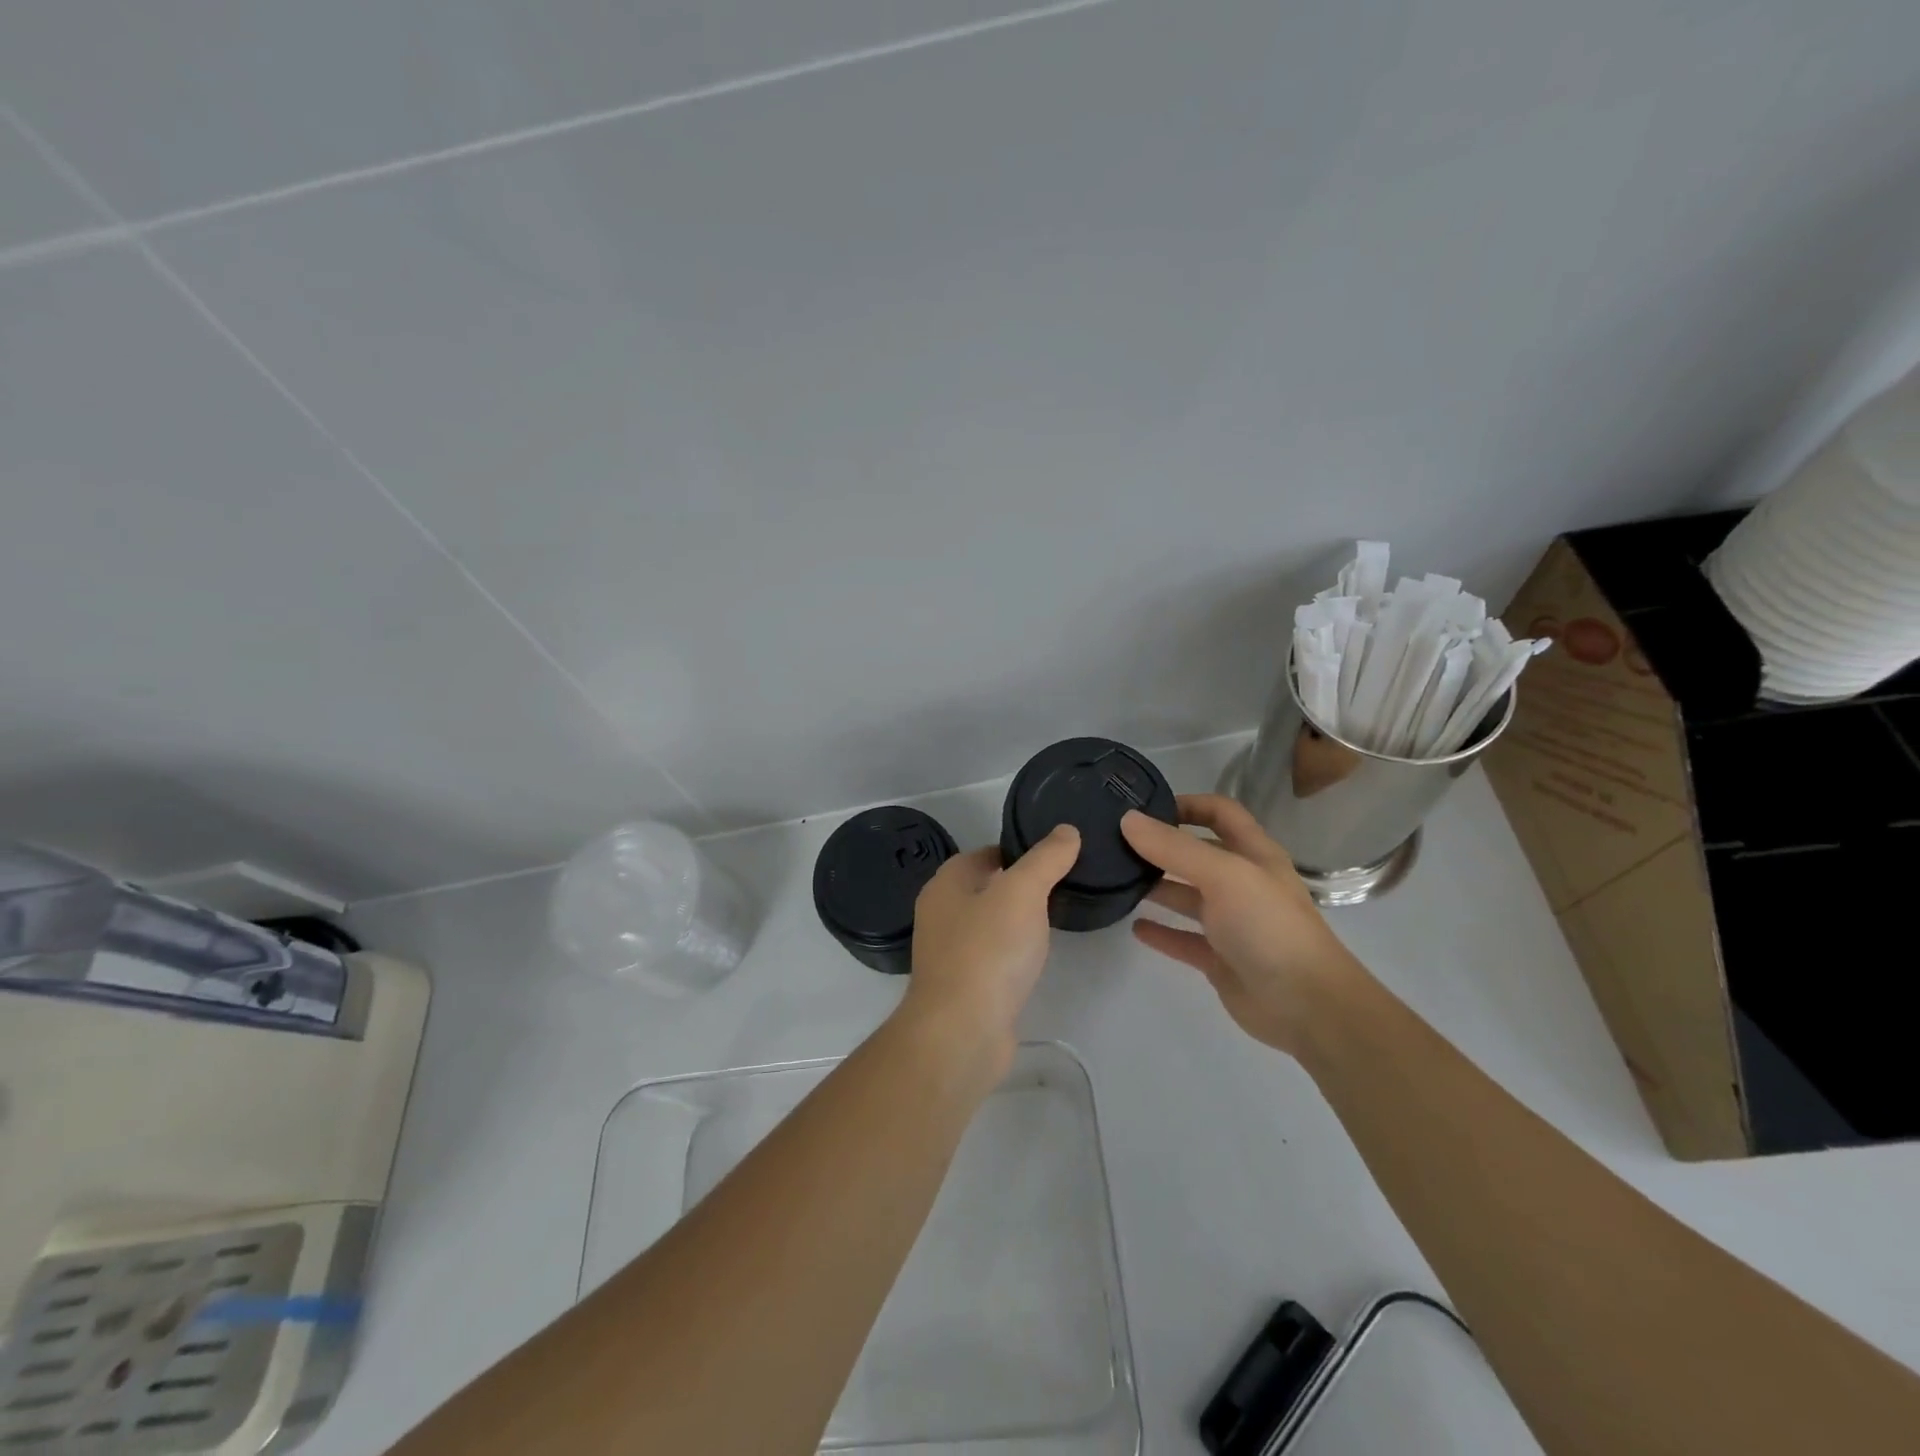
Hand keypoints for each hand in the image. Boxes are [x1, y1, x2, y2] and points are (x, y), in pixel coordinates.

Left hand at [898, 826, 1081, 1069]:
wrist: (962, 1032)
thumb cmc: (988, 951)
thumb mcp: (1023, 892)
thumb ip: (1046, 859)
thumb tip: (1066, 831)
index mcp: (946, 884)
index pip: (985, 853)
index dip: (1018, 850)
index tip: (1055, 856)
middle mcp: (941, 914)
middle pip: (986, 887)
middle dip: (1020, 885)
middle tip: (1063, 885)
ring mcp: (949, 953)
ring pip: (989, 924)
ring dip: (1017, 920)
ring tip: (1056, 918)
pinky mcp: (963, 987)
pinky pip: (992, 957)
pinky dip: (1013, 952)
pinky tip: (1036, 958)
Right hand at [1121, 795, 1365, 1056]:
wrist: (1306, 1006)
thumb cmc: (1268, 926)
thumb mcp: (1224, 875)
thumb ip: (1174, 848)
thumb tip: (1127, 820)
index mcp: (1254, 855)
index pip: (1221, 813)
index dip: (1188, 805)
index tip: (1145, 809)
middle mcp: (1243, 884)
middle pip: (1198, 854)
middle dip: (1162, 846)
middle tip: (1117, 844)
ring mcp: (1232, 923)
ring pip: (1188, 896)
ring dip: (1157, 887)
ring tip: (1118, 880)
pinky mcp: (1220, 959)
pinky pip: (1184, 939)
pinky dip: (1161, 932)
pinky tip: (1134, 926)